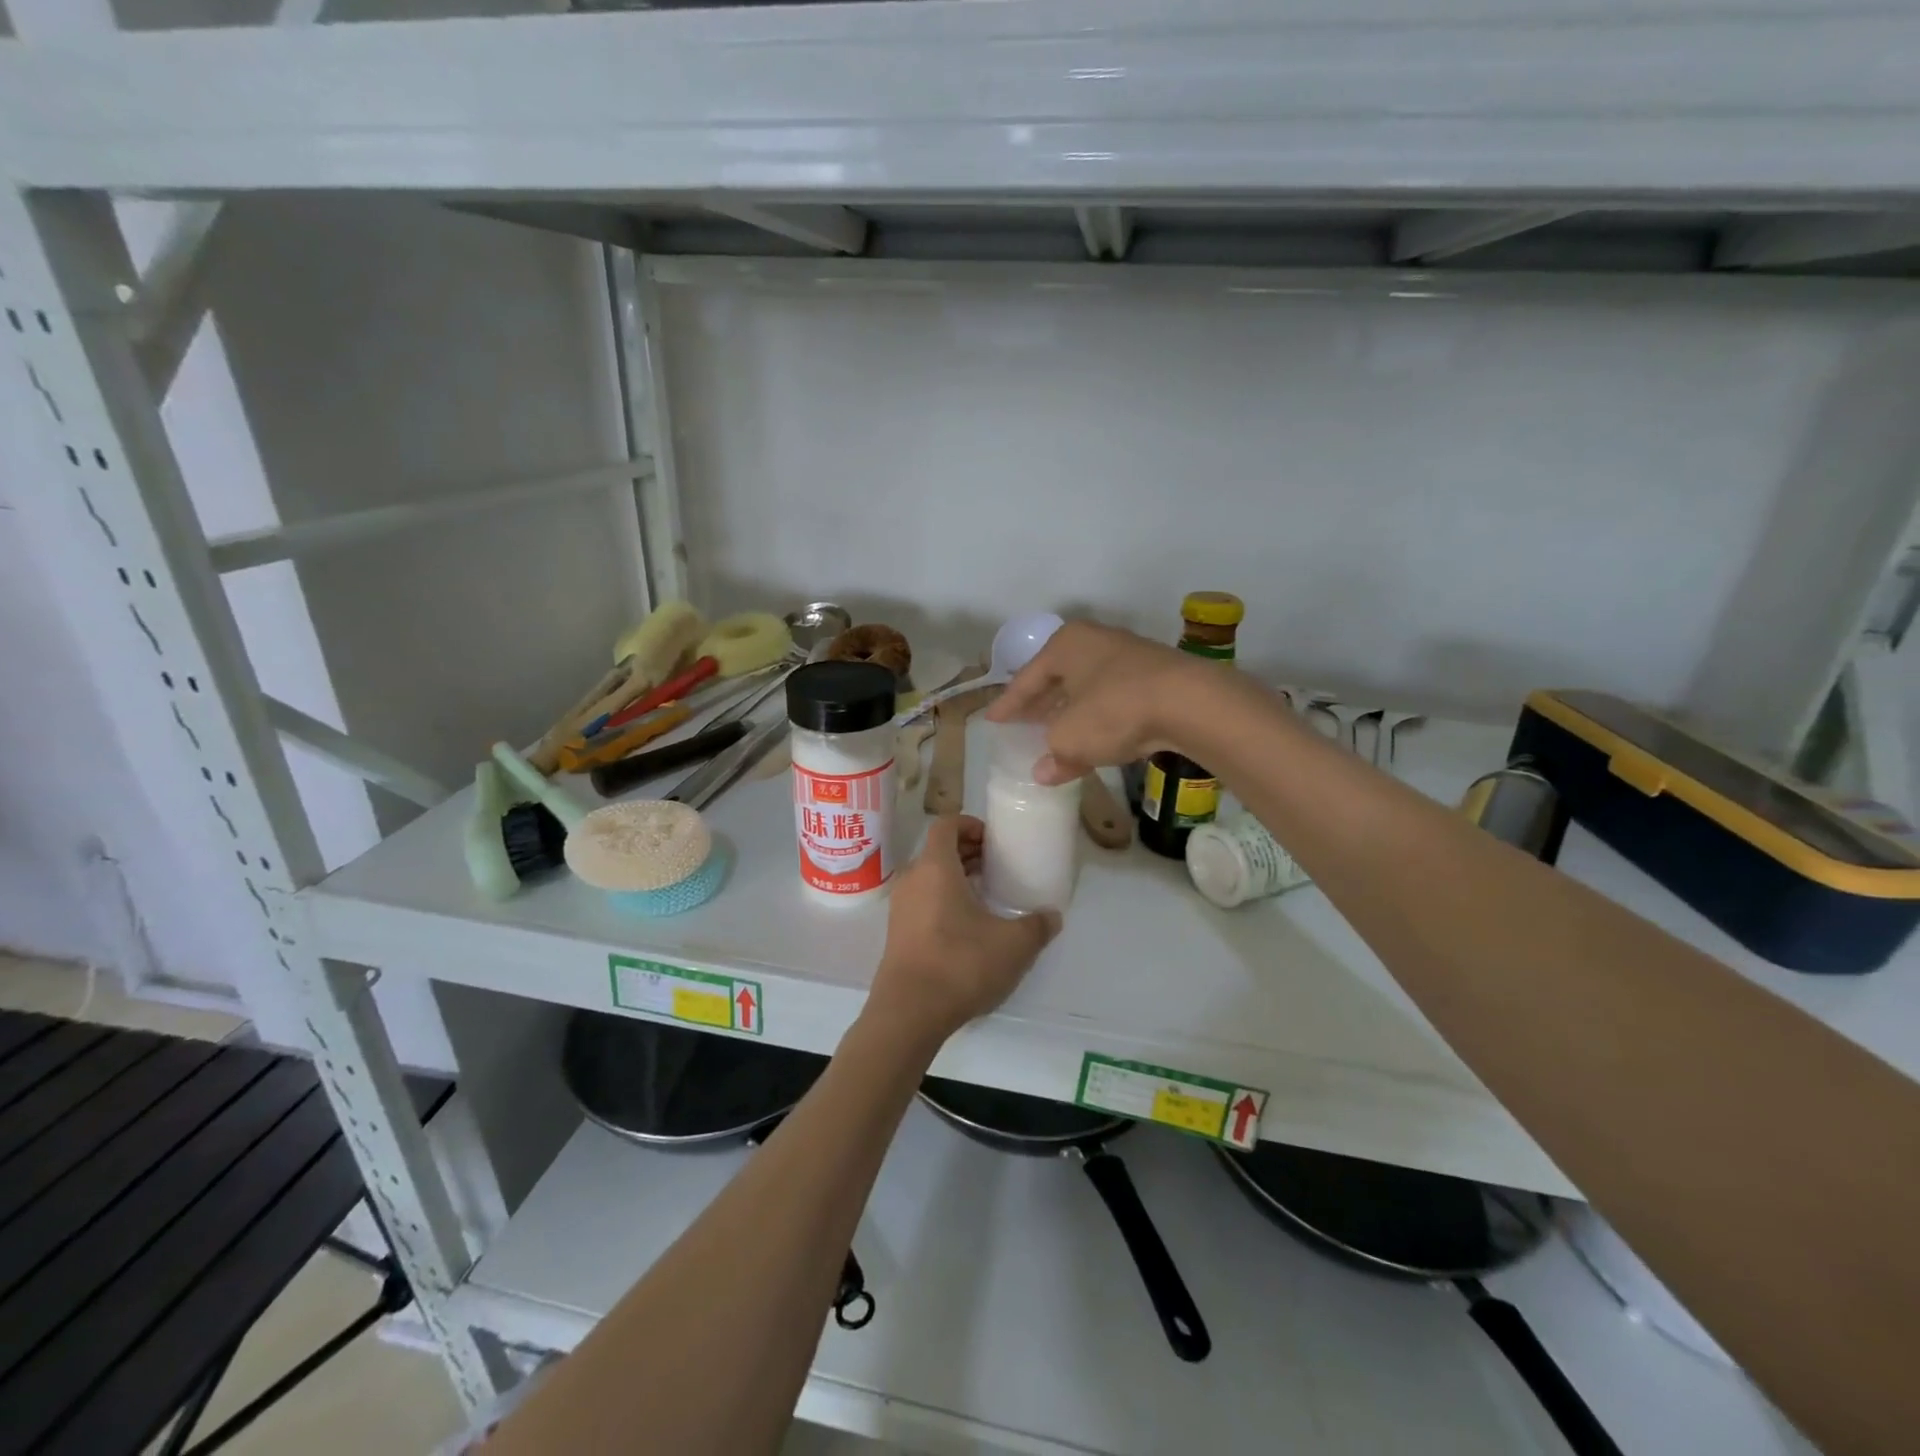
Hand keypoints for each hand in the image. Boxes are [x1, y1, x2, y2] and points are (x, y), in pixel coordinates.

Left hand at [867, 815, 1059, 1043]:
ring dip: (956, 876)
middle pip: (937, 850)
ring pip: (928, 876)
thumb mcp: (1013, 945)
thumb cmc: (960, 964)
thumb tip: (1052, 916)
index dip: (970, 824)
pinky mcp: (897, 933)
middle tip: (997, 864)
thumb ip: (1036, 926)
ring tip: (987, 893)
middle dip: (967, 851)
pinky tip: (968, 925)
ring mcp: (900, 907)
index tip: (993, 839)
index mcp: (935, 867)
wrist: (909, 1012)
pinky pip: (922, 899)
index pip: (946, 825)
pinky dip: (943, 898)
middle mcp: (912, 879)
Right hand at [987, 620, 1218, 784]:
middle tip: (1022, 724)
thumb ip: (1053, 754)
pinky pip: (1114, 699)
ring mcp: (1129, 657)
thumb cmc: (1113, 709)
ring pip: (1088, 689)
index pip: (1027, 678)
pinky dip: (1100, 718)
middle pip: (1058, 678)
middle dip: (1041, 704)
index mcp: (1066, 644)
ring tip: (1056, 736)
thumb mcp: (1071, 738)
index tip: (992, 720)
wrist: (1190, 703)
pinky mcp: (1156, 677)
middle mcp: (1096, 642)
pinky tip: (1095, 739)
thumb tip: (1044, 772)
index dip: (1008, 703)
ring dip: (1072, 714)